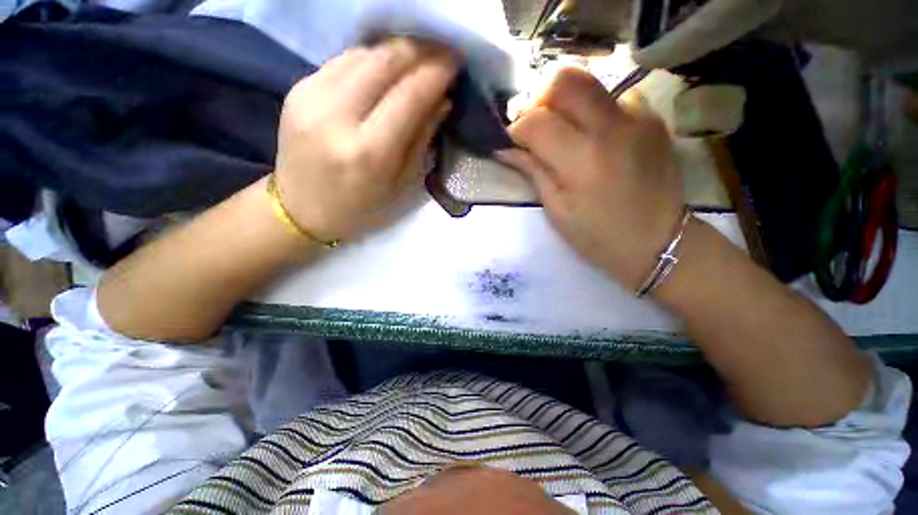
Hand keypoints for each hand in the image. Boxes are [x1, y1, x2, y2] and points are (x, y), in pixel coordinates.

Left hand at [275, 38, 457, 240]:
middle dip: (421, 49)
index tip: (457, 61)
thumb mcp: (401, 185)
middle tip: (442, 53)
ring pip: (364, 52)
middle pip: (385, 60)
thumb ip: (422, 140)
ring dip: (398, 51)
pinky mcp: (298, 88)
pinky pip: (344, 60)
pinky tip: (386, 69)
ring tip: (419, 60)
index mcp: (369, 152)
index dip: (437, 72)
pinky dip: (372, 59)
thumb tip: (442, 99)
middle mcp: (336, 116)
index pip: (410, 95)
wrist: (300, 209)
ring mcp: (310, 96)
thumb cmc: (360, 209)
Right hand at [504, 68, 683, 290]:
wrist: (659, 241)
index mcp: (582, 159)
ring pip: (589, 81)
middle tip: (535, 125)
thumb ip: (533, 171)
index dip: (516, 129)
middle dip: (538, 98)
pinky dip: (593, 109)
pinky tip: (593, 134)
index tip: (512, 143)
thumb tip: (506, 149)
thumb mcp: (557, 210)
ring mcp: (638, 116)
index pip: (536, 121)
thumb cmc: (599, 236)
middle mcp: (612, 126)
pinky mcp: (652, 117)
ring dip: (565, 102)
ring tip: (563, 131)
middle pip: (564, 79)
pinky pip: (613, 95)